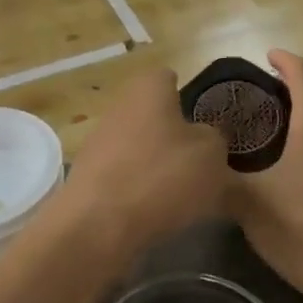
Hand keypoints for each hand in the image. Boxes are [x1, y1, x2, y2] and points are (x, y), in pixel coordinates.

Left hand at [45, 66, 230, 267]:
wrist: (98, 225)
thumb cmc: (162, 176)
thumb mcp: (212, 155)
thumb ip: (213, 139)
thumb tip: (202, 138)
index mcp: (148, 89)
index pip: (169, 77)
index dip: (188, 95)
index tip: (204, 120)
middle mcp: (119, 106)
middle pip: (153, 113)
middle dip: (174, 133)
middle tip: (199, 160)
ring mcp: (98, 141)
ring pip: (138, 145)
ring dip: (156, 163)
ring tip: (181, 192)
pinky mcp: (88, 175)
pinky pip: (124, 174)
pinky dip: (139, 188)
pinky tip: (154, 211)